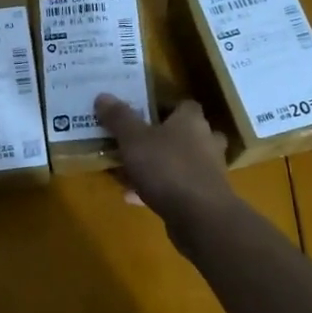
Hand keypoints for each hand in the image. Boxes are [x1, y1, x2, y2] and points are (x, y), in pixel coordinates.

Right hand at [94, 95, 235, 226]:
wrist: (200, 216)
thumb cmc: (167, 167)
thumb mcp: (133, 139)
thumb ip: (119, 118)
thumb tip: (103, 96)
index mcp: (191, 121)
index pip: (184, 105)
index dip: (165, 107)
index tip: (143, 113)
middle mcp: (205, 141)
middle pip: (185, 134)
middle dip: (164, 138)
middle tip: (138, 142)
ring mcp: (208, 171)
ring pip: (181, 163)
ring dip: (159, 166)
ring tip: (129, 171)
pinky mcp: (204, 198)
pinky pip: (177, 188)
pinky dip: (157, 190)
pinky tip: (132, 197)